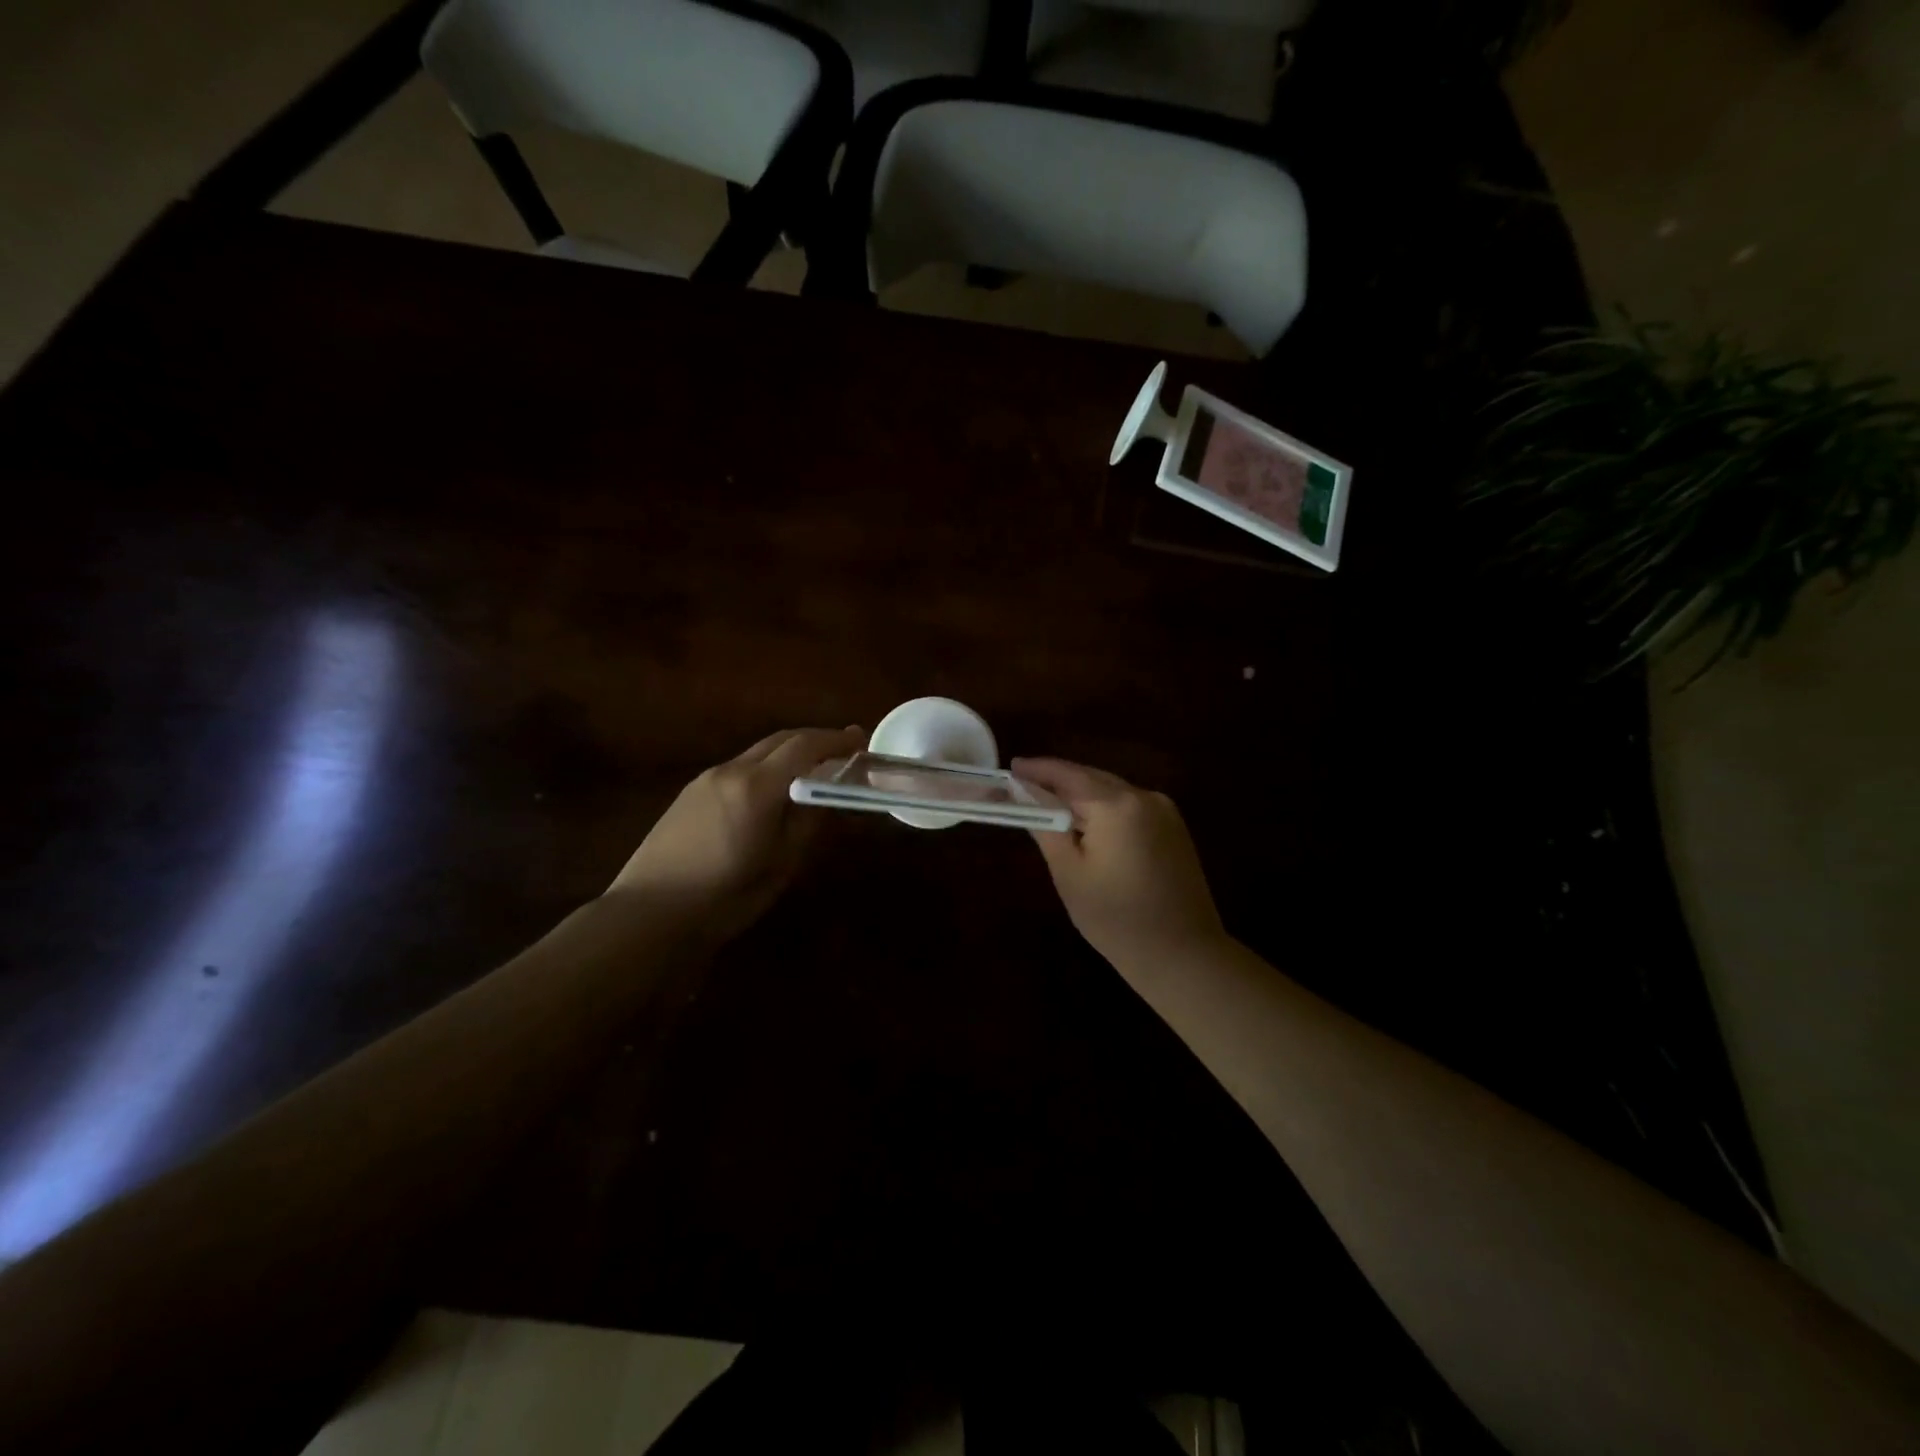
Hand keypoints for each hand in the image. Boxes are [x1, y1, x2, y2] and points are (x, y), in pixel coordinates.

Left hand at [609, 726, 863, 940]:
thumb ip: (806, 823)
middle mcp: (730, 770)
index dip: (835, 741)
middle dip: (814, 741)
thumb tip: (824, 796)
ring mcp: (705, 779)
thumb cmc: (725, 897)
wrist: (649, 914)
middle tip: (842, 752)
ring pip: (757, 753)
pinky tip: (771, 794)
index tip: (860, 742)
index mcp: (756, 787)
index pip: (804, 746)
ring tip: (811, 774)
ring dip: (788, 754)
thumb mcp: (780, 864)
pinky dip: (764, 769)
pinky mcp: (689, 794)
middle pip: (780, 740)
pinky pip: (737, 769)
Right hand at [1012, 757, 1226, 971]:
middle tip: (1025, 784)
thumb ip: (1046, 828)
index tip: (1012, 767)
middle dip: (1058, 780)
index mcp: (1116, 805)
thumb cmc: (1116, 918)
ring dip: (1082, 794)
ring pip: (1112, 791)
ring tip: (1050, 802)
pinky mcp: (1175, 828)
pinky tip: (1087, 822)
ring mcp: (1165, 811)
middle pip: (1092, 778)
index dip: (1038, 769)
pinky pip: (1130, 806)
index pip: (1068, 774)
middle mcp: (1144, 797)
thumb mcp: (1069, 874)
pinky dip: (1105, 808)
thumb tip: (1027, 798)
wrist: (1182, 954)